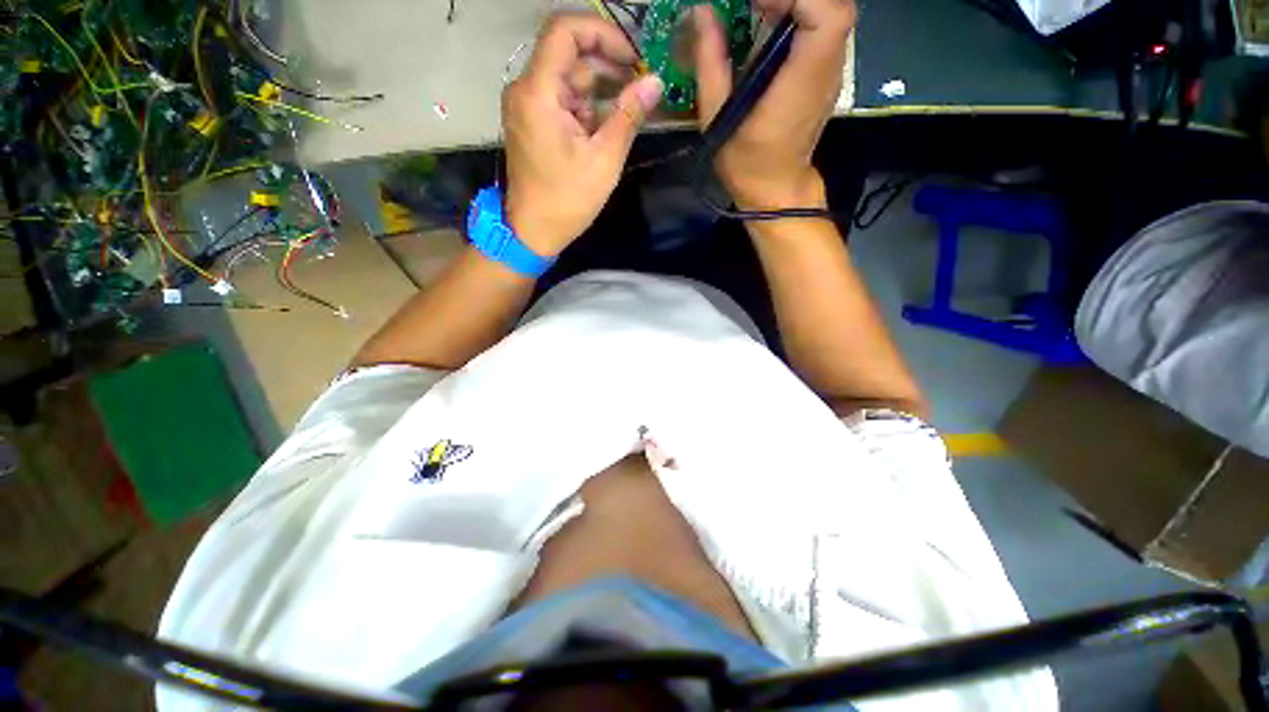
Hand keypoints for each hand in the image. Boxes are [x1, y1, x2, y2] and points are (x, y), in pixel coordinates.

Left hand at [503, 14, 663, 257]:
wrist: (534, 231)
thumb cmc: (567, 200)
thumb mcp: (604, 160)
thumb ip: (629, 116)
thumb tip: (655, 82)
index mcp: (538, 93)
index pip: (564, 30)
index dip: (602, 33)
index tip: (633, 56)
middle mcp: (526, 90)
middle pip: (569, 55)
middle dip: (607, 66)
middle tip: (640, 86)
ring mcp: (527, 106)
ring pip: (568, 79)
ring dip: (599, 91)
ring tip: (628, 112)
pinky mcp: (533, 121)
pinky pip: (562, 100)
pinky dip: (586, 108)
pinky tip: (605, 128)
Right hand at [693, 0, 855, 210]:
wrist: (776, 191)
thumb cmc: (746, 164)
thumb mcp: (718, 119)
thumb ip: (711, 64)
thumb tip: (703, 13)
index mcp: (801, 83)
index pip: (826, 15)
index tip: (757, 0)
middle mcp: (827, 71)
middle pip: (834, 4)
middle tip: (754, 3)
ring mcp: (831, 73)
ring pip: (832, 12)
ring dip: (797, 2)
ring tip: (759, 7)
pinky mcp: (826, 76)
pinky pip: (825, 28)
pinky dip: (802, 14)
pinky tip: (772, 23)